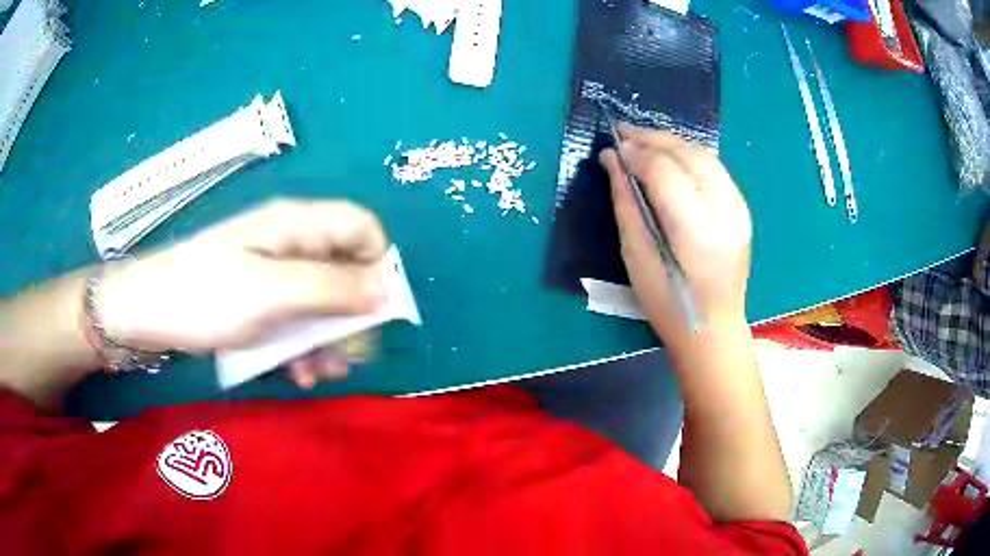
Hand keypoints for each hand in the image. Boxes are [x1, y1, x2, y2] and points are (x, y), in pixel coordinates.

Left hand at [96, 199, 387, 386]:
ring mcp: (271, 271)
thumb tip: (386, 291)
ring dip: (326, 339)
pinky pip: (293, 317)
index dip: (377, 264)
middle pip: (343, 269)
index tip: (373, 310)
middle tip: (349, 357)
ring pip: (320, 300)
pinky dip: (300, 345)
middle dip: (351, 316)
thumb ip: (332, 289)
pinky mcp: (256, 297)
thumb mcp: (272, 294)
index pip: (361, 228)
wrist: (145, 311)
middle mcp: (290, 243)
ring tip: (320, 374)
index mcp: (297, 226)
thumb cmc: (206, 296)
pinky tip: (295, 373)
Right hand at [599, 126, 751, 346]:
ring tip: (643, 142)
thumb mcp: (636, 256)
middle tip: (623, 133)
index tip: (612, 148)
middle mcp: (723, 210)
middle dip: (652, 138)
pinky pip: (715, 168)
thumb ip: (625, 202)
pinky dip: (690, 155)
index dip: (635, 153)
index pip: (664, 170)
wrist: (713, 328)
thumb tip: (612, 160)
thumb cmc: (667, 303)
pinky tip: (671, 159)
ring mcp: (738, 208)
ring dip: (671, 142)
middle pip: (687, 153)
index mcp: (694, 229)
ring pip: (704, 154)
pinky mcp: (742, 209)